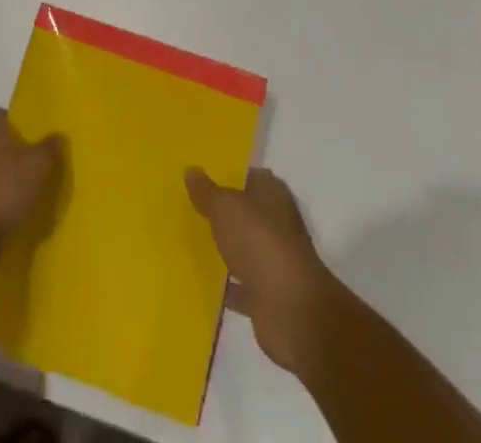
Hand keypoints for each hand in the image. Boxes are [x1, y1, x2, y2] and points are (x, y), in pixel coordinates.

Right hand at [187, 167, 333, 374]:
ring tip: (191, 242)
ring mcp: (275, 261)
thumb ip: (206, 191)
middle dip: (223, 212)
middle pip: (246, 212)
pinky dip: (227, 285)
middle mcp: (277, 223)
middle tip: (189, 207)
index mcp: (272, 194)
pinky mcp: (269, 295)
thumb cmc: (260, 242)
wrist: (291, 311)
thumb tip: (191, 170)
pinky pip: (242, 285)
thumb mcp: (225, 207)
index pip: (248, 176)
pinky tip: (203, 282)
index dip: (227, 175)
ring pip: (244, 248)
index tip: (199, 177)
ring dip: (225, 248)